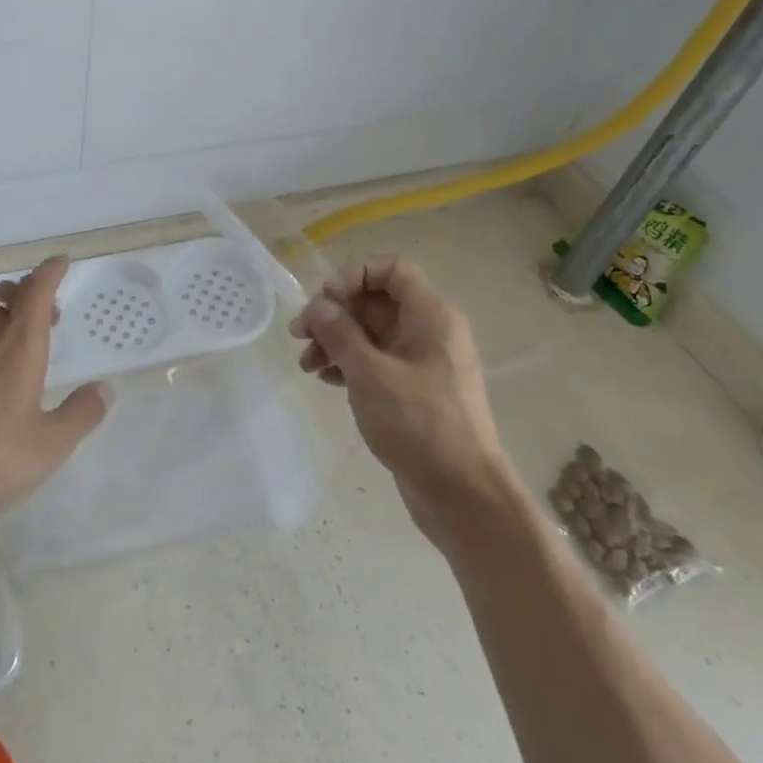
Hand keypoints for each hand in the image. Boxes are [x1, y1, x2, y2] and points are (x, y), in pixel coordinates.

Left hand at [0, 256, 108, 544]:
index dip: (50, 272)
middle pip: (6, 292)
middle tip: (48, 315)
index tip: (62, 263)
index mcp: (20, 347)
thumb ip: (82, 413)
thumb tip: (104, 389)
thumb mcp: (50, 446)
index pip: (37, 291)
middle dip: (29, 291)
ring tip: (14, 329)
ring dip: (1, 306)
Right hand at [288, 255, 506, 528]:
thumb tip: (318, 306)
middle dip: (335, 313)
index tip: (325, 302)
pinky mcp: (414, 389)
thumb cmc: (419, 423)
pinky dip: (350, 364)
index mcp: (431, 315)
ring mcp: (423, 361)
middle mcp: (430, 330)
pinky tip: (326, 380)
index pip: (391, 269)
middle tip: (300, 335)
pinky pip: (377, 361)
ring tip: (307, 365)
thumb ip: (339, 333)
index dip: (353, 275)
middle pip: (376, 301)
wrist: (462, 493)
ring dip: (336, 341)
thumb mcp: (370, 374)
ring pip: (372, 333)